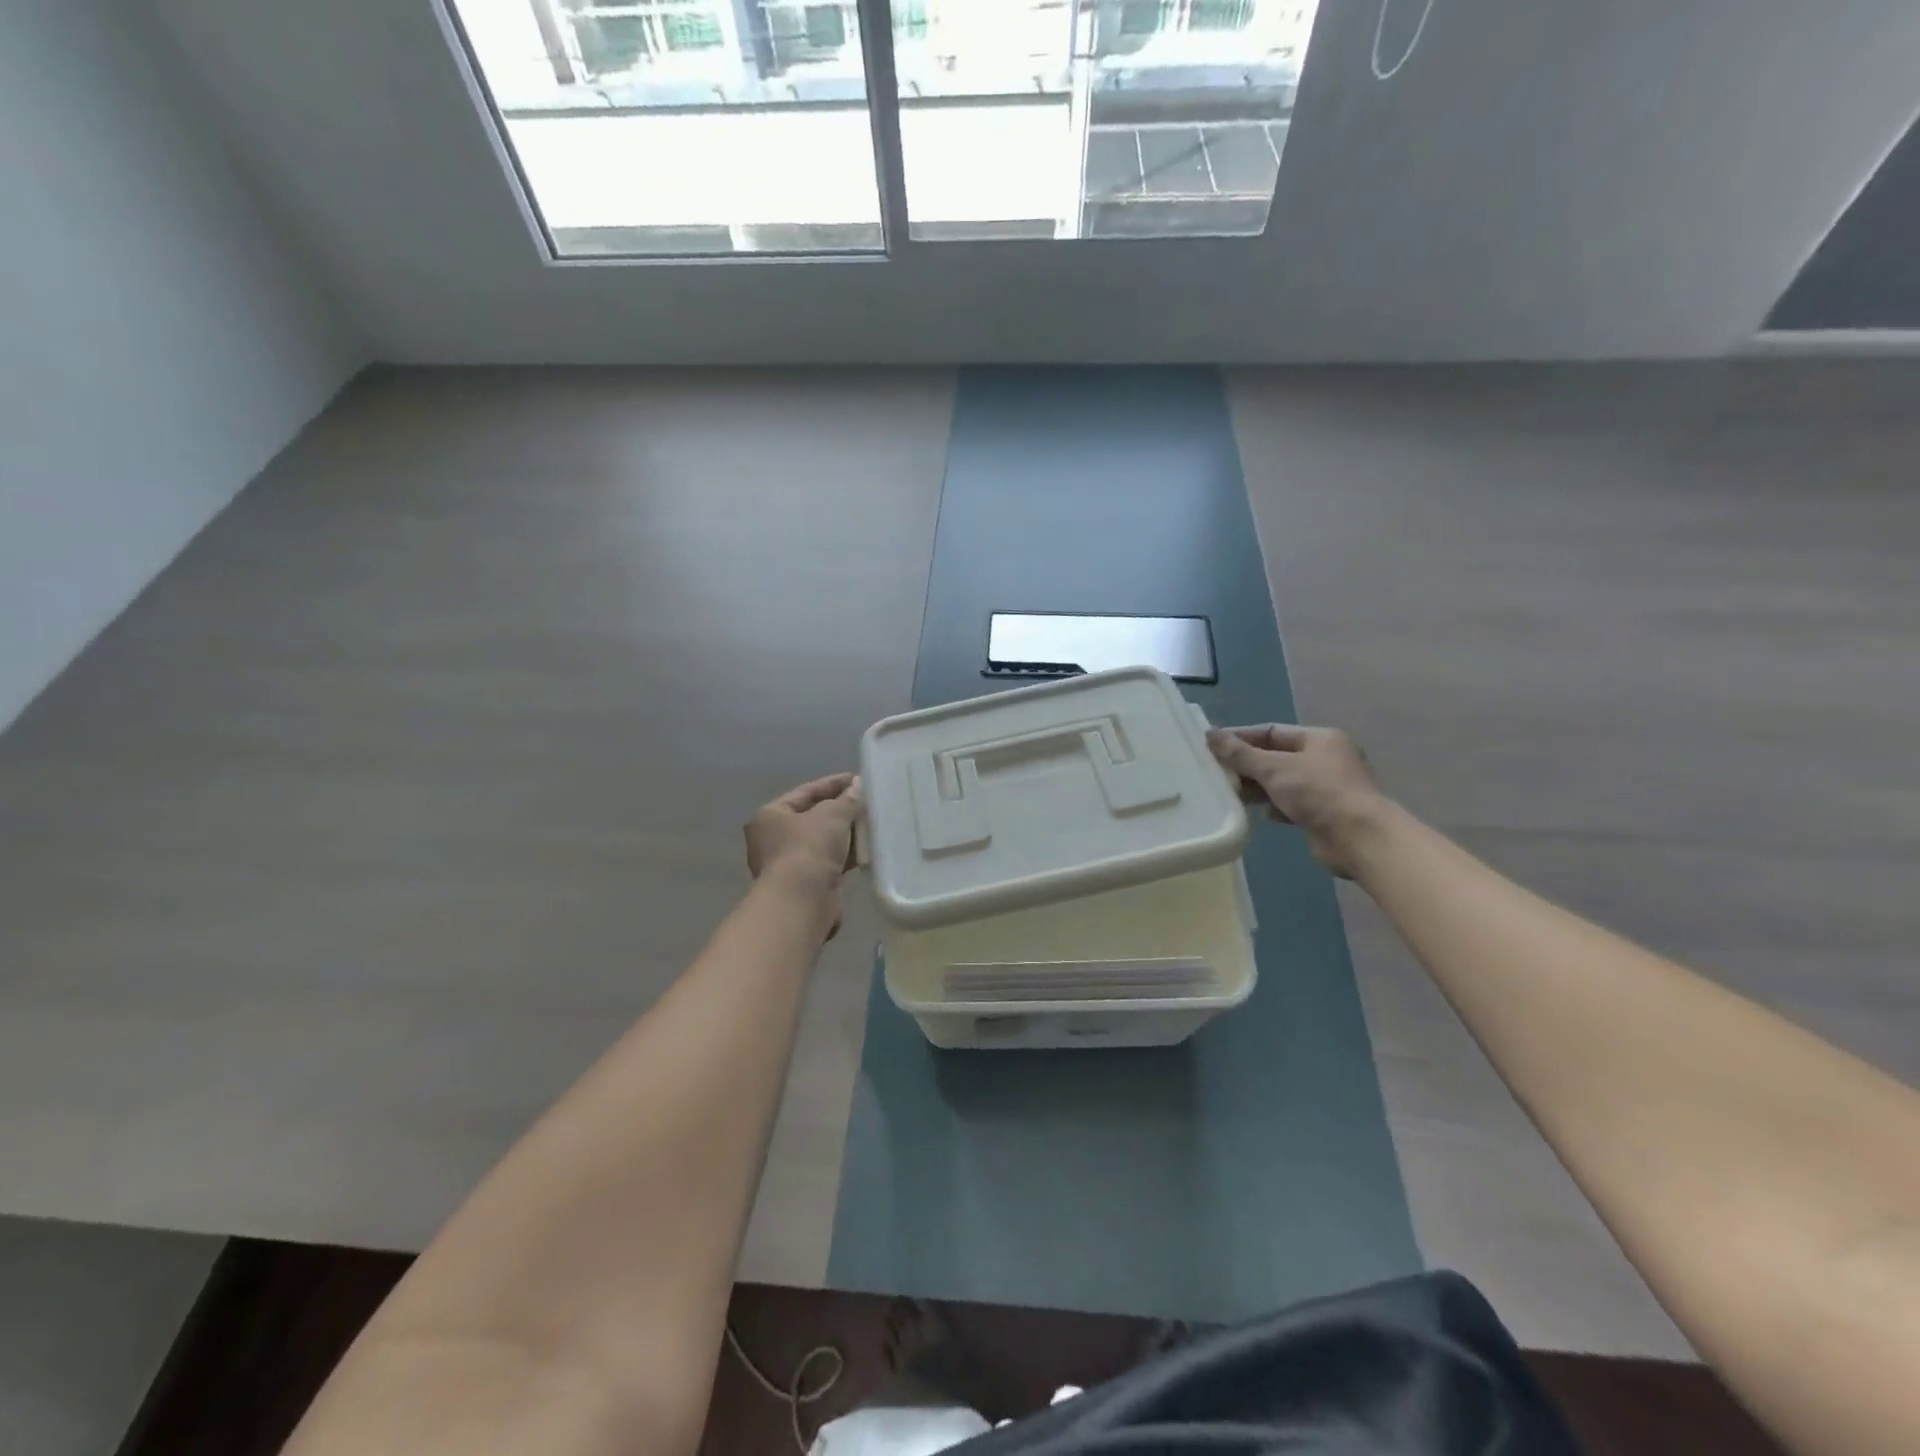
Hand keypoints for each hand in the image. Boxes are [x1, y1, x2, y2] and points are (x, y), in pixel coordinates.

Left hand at [744, 773, 862, 903]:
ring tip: (872, 824)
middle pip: (813, 817)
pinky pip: (829, 861)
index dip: (833, 784)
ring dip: (845, 833)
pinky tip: (866, 850)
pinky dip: (845, 855)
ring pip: (822, 841)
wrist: (803, 901)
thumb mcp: (832, 815)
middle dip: (841, 810)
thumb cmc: (809, 848)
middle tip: (867, 802)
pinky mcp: (805, 884)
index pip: (806, 792)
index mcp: (770, 816)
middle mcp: (773, 839)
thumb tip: (858, 787)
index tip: (858, 779)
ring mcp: (788, 863)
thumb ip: (847, 799)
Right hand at [1206, 725, 1388, 877]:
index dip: (1241, 737)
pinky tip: (1257, 812)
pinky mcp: (1323, 813)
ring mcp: (1325, 787)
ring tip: (1229, 792)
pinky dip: (1273, 806)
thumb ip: (1241, 753)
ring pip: (1282, 781)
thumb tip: (1210, 734)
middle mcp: (1325, 759)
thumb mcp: (1274, 768)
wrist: (1359, 838)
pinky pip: (1290, 803)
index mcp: (1319, 739)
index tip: (1212, 745)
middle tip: (1215, 771)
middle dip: (1247, 764)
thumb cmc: (1318, 792)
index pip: (1272, 731)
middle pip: (1276, 756)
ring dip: (1258, 786)